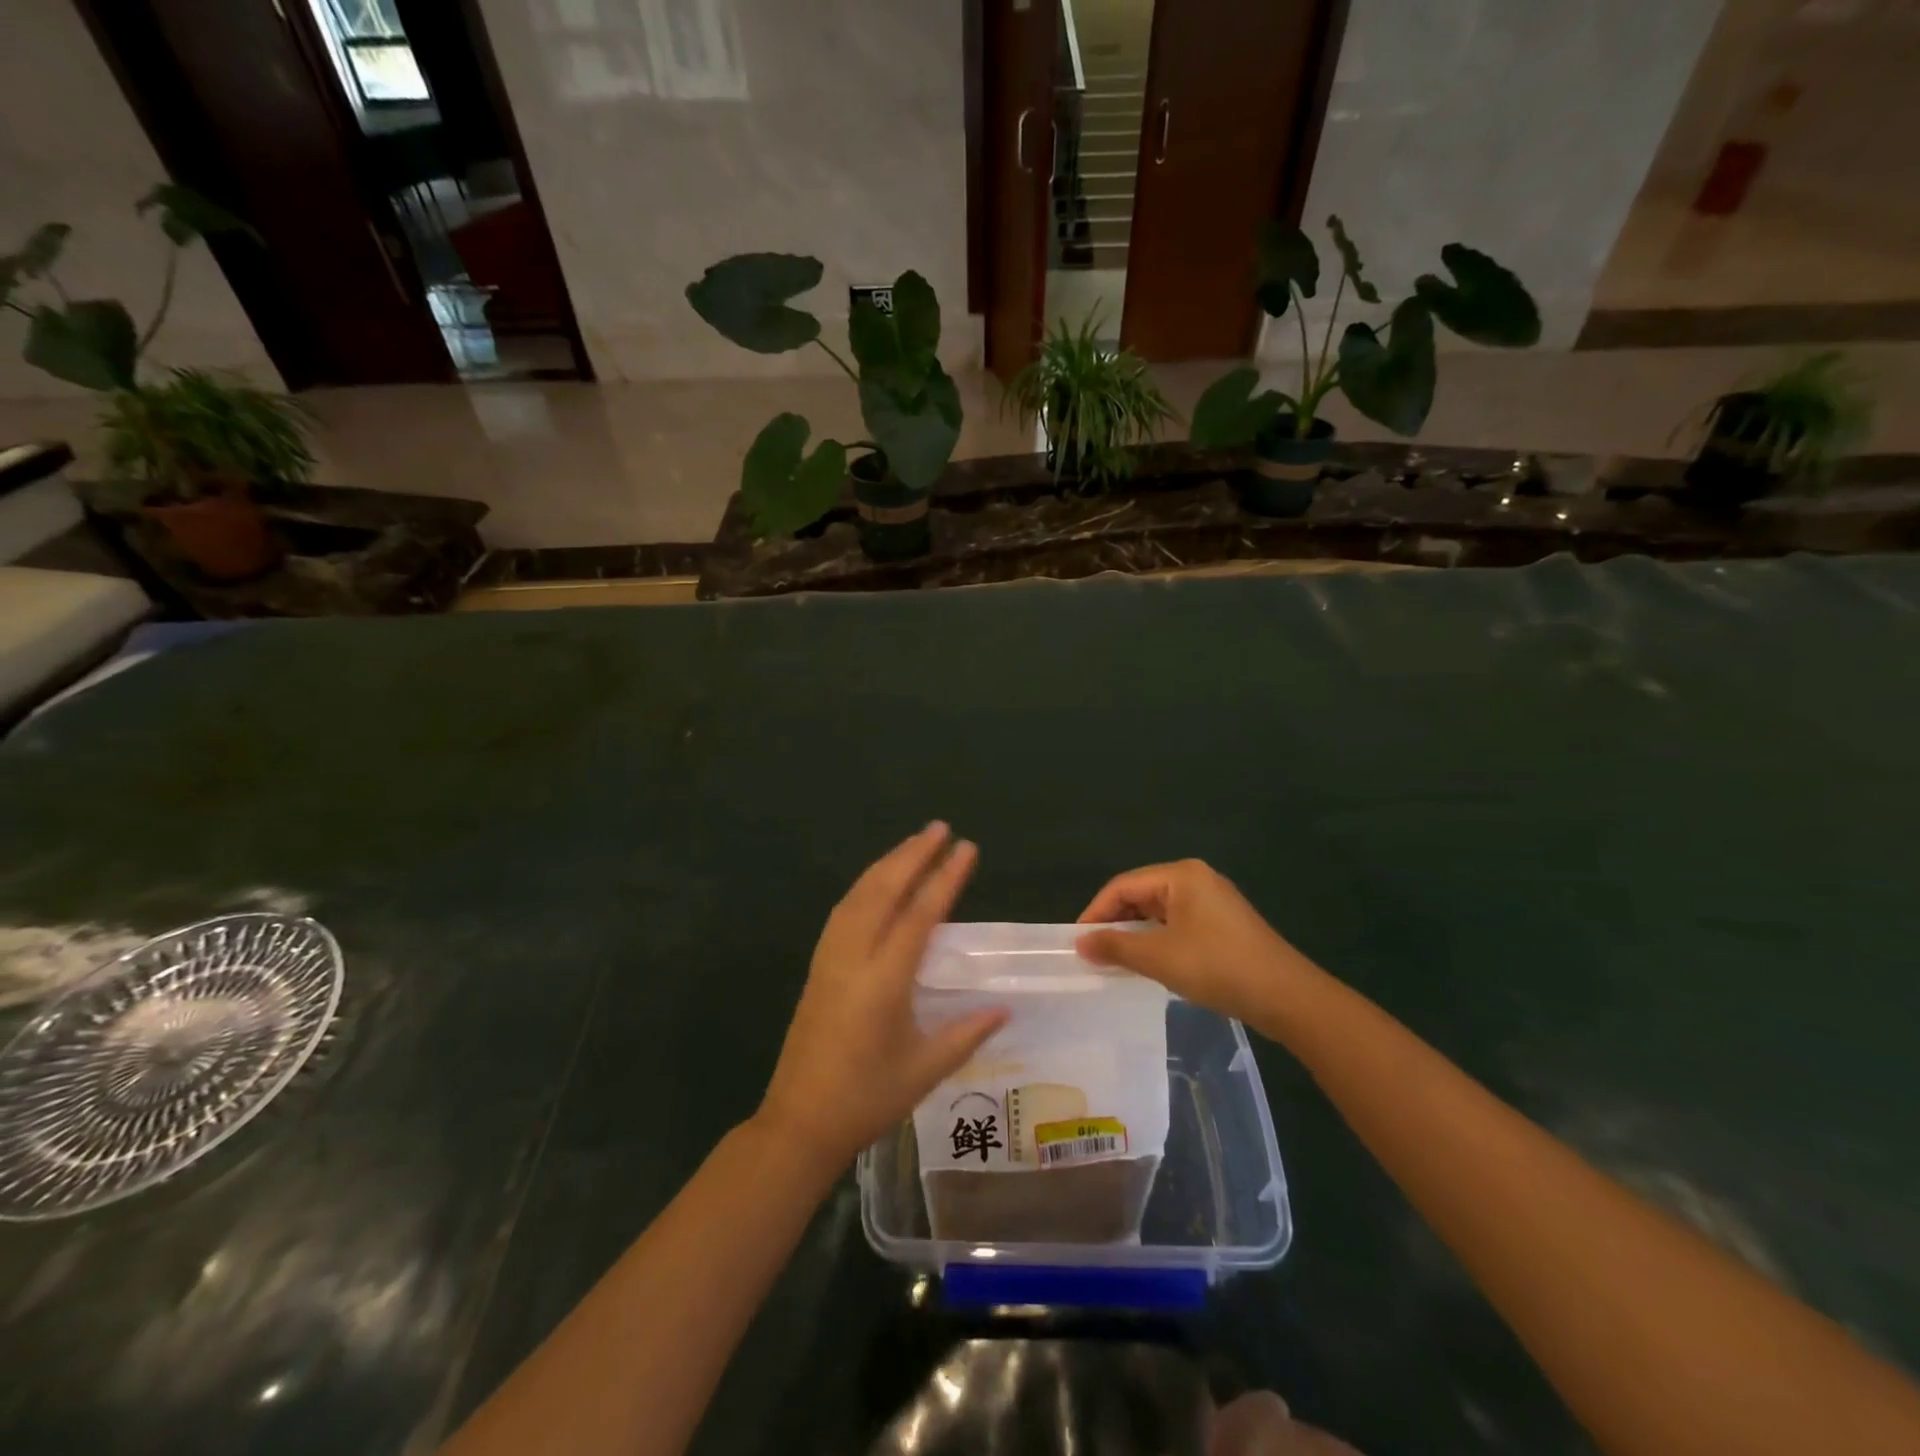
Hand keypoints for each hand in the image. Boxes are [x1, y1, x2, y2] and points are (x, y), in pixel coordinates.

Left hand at [755, 824, 1007, 1172]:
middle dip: (913, 855)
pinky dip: (865, 885)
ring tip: (914, 843)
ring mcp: (829, 959)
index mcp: (883, 982)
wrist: (798, 1123)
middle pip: (883, 891)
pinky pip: (843, 911)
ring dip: (887, 864)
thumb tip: (1004, 1008)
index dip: (944, 878)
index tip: (966, 848)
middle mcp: (853, 958)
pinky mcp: (818, 966)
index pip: (919, 916)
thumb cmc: (866, 1100)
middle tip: (940, 827)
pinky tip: (877, 881)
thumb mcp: (924, 1071)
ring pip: (858, 896)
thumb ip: (966, 1035)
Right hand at [1076, 859, 1313, 1023]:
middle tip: (1093, 953)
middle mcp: (1196, 879)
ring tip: (1115, 960)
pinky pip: (1178, 925)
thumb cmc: (1218, 967)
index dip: (1096, 912)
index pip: (1123, 885)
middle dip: (1115, 923)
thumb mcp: (1159, 957)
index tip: (1077, 942)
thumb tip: (1080, 943)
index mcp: (1181, 875)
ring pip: (1159, 912)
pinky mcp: (1223, 926)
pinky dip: (1158, 941)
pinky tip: (1149, 964)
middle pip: (1141, 895)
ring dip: (1135, 934)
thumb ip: (1115, 946)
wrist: (1287, 998)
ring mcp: (1213, 902)